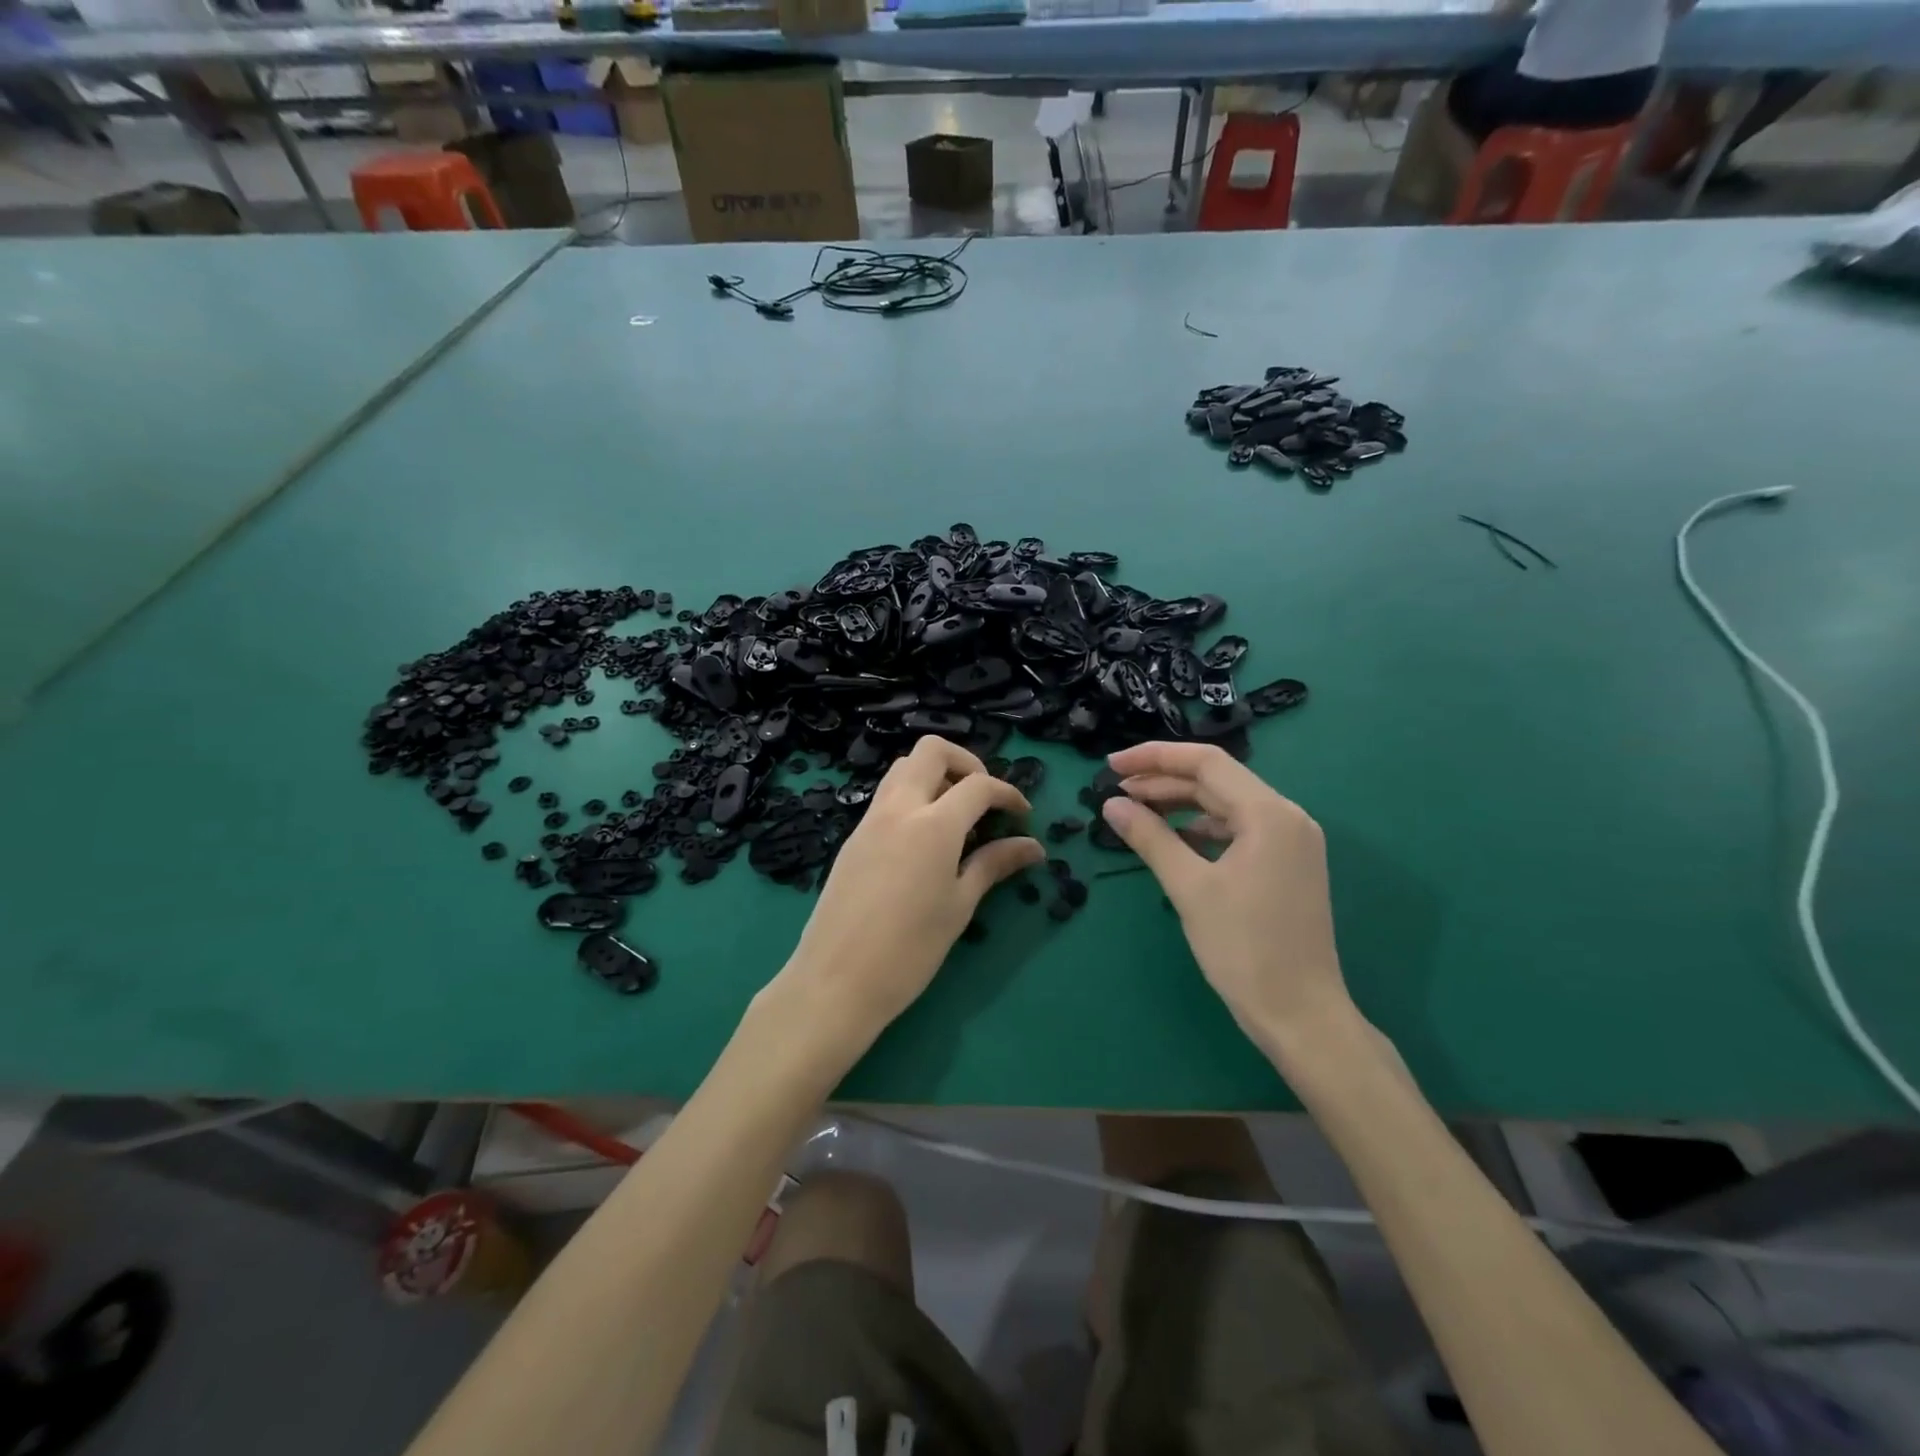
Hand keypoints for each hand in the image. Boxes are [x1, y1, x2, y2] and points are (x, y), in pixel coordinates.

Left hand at [777, 736, 1044, 1047]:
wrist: (836, 981)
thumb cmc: (910, 950)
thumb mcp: (959, 906)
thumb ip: (994, 865)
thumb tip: (1033, 847)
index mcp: (933, 824)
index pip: (978, 785)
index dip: (1008, 793)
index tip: (1023, 816)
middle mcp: (899, 808)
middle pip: (931, 751)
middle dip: (966, 762)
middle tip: (984, 799)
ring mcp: (870, 819)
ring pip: (903, 768)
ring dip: (935, 775)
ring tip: (956, 817)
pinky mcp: (854, 837)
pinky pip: (887, 796)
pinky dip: (913, 797)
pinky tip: (925, 839)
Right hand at [1100, 742, 1354, 1052]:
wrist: (1301, 1016)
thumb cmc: (1244, 949)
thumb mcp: (1189, 888)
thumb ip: (1149, 838)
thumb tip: (1111, 804)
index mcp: (1269, 814)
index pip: (1206, 762)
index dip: (1154, 757)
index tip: (1112, 765)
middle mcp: (1287, 816)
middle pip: (1217, 780)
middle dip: (1164, 781)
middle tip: (1116, 791)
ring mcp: (1292, 841)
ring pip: (1227, 805)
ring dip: (1181, 804)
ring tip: (1136, 812)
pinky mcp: (1288, 864)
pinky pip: (1239, 830)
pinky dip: (1202, 829)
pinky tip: (1174, 841)